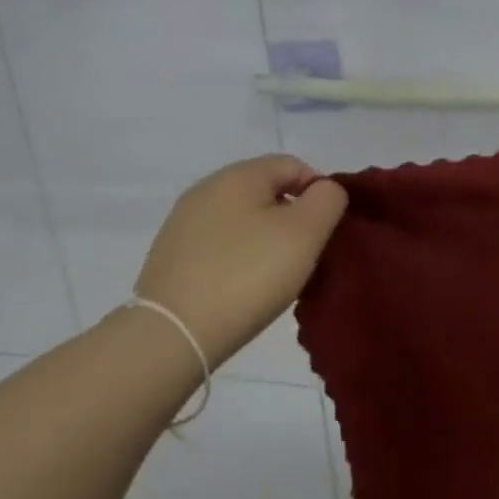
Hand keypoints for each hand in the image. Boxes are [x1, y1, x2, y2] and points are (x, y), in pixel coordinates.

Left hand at [134, 156, 347, 366]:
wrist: (175, 333)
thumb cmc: (249, 275)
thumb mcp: (305, 233)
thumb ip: (327, 200)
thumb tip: (323, 191)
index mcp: (238, 175)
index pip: (293, 164)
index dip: (319, 191)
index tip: (327, 230)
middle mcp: (206, 189)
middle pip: (266, 191)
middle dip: (292, 217)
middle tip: (306, 254)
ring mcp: (183, 223)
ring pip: (242, 219)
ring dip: (266, 239)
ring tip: (277, 275)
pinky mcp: (171, 256)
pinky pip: (220, 245)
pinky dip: (240, 257)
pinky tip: (245, 286)